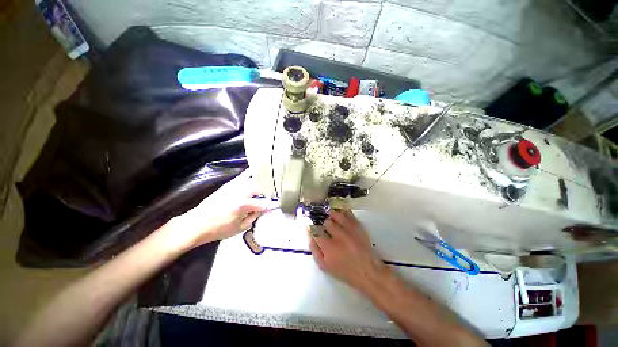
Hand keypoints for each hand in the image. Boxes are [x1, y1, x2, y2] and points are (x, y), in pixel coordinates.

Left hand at [165, 169, 276, 250]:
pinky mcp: (229, 184)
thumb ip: (254, 216)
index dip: (273, 205)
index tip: (280, 204)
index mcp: (243, 204)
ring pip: (253, 178)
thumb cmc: (219, 229)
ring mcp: (234, 185)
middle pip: (261, 187)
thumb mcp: (241, 227)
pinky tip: (257, 173)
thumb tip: (264, 208)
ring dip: (263, 180)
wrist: (197, 224)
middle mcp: (240, 191)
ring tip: (271, 182)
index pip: (264, 203)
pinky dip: (252, 174)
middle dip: (271, 190)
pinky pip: (243, 176)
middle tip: (277, 193)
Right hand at [308, 210, 388, 292]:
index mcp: (329, 247)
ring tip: (332, 217)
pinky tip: (341, 214)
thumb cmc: (344, 271)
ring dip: (332, 215)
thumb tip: (310, 237)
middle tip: (324, 227)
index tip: (310, 226)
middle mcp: (338, 236)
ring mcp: (349, 230)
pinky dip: (343, 212)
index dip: (311, 228)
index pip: (315, 232)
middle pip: (327, 222)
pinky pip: (348, 214)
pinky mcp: (358, 227)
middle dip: (324, 224)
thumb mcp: (325, 266)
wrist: (367, 271)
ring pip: (337, 215)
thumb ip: (314, 251)